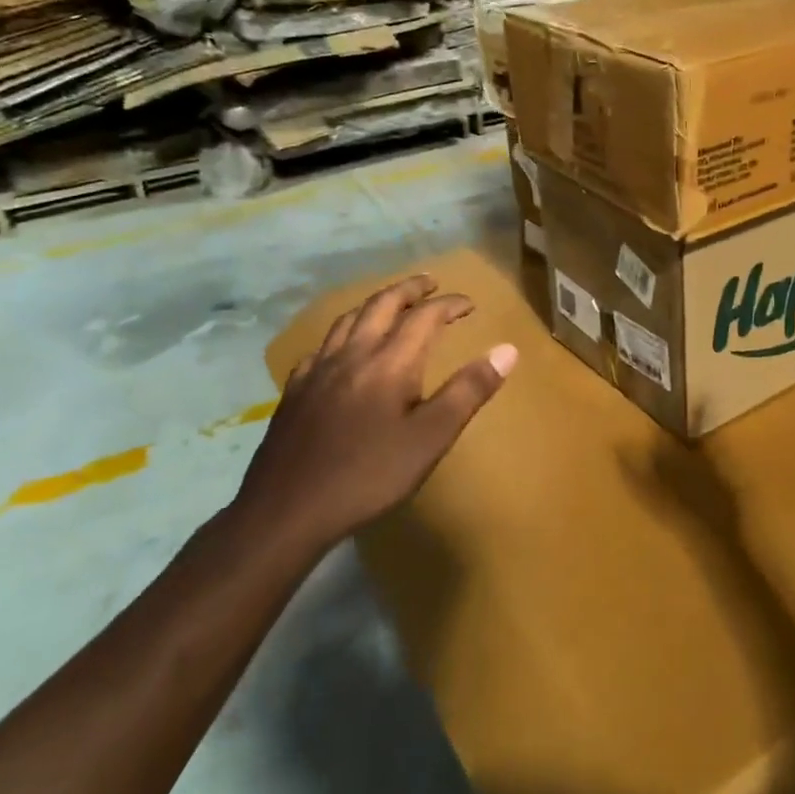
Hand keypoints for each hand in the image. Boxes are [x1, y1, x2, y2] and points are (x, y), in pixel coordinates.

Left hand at [236, 274, 516, 554]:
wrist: (286, 510)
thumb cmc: (369, 475)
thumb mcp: (431, 438)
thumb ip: (469, 391)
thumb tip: (507, 350)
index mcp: (389, 363)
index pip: (424, 317)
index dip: (449, 305)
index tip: (470, 304)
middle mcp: (352, 354)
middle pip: (382, 305)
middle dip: (409, 289)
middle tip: (430, 283)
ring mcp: (318, 371)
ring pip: (348, 319)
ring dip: (376, 303)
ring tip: (391, 304)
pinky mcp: (295, 391)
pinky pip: (322, 345)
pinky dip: (343, 333)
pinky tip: (343, 348)